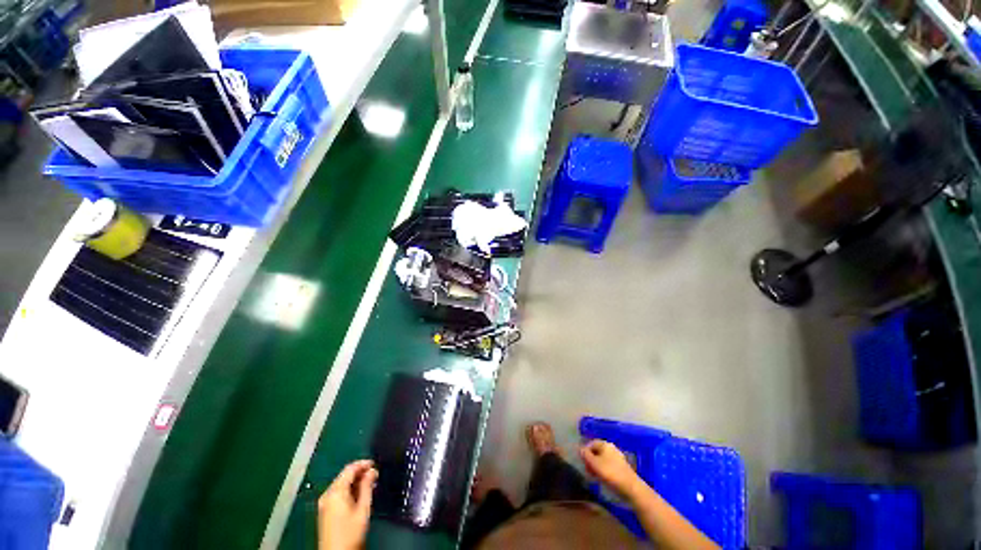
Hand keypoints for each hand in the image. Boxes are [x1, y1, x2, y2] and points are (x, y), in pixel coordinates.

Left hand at [318, 459, 377, 549]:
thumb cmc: (351, 533)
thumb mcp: (363, 509)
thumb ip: (367, 487)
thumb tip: (372, 471)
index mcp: (335, 492)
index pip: (349, 469)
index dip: (363, 464)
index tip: (375, 464)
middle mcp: (327, 494)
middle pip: (344, 476)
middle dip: (359, 473)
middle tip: (374, 475)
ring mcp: (324, 503)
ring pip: (341, 484)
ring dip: (355, 482)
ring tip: (369, 485)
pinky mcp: (325, 511)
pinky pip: (337, 493)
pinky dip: (348, 490)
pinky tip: (358, 495)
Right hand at [579, 440, 641, 499]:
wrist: (631, 487)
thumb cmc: (610, 473)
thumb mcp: (594, 463)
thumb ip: (585, 455)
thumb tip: (580, 449)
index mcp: (605, 444)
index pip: (591, 443)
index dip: (585, 452)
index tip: (583, 463)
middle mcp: (611, 448)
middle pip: (597, 451)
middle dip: (591, 460)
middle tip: (588, 470)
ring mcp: (617, 457)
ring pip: (603, 459)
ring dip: (596, 466)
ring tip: (594, 476)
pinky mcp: (621, 467)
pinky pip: (609, 465)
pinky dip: (604, 470)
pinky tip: (603, 478)